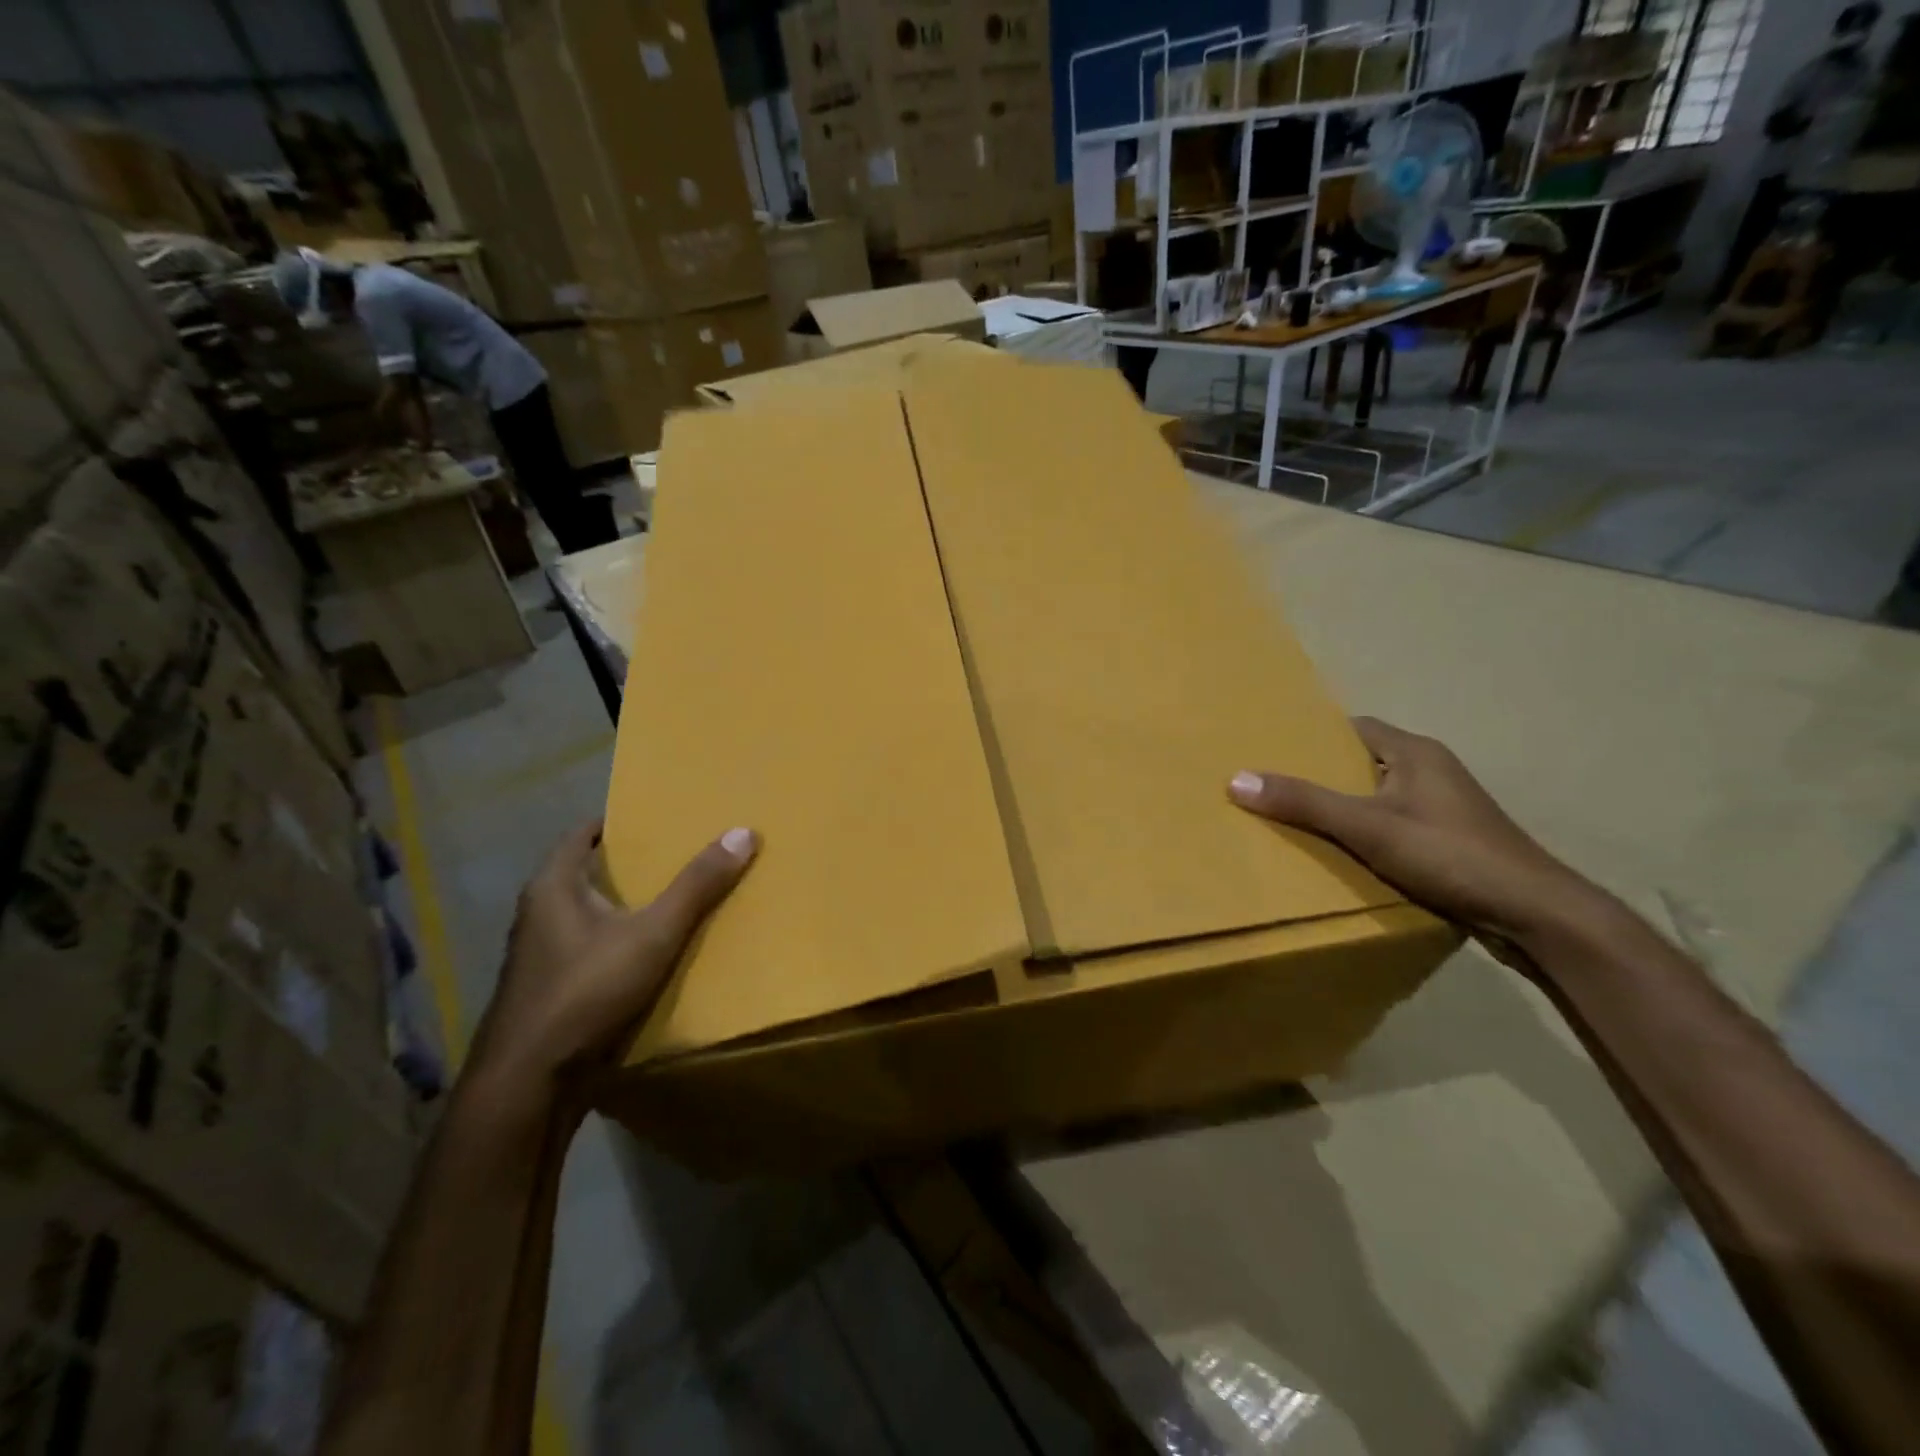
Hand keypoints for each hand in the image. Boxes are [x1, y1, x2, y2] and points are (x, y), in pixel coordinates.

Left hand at [469, 821, 756, 1097]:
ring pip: (589, 915)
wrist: (529, 1085)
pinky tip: (653, 953)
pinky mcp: (552, 992)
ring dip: (626, 907)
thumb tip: (743, 833)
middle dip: (629, 864)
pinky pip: (591, 950)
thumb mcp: (652, 934)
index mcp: (552, 888)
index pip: (582, 834)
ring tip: (674, 899)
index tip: (656, 816)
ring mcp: (542, 957)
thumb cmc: (585, 992)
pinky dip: (620, 942)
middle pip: (587, 874)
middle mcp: (539, 915)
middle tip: (678, 854)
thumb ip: (697, 886)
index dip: (617, 821)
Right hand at [1228, 717, 1606, 947]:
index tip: (1272, 750)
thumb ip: (1305, 803)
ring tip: (1294, 822)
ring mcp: (1443, 809)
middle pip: (1362, 763)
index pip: (1354, 729)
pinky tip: (1339, 854)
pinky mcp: (1448, 842)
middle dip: (1321, 775)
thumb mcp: (1369, 828)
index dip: (1313, 737)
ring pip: (1377, 797)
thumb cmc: (1451, 855)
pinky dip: (1364, 834)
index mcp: (1414, 753)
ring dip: (1343, 808)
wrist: (1534, 915)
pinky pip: (1392, 825)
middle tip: (1272, 788)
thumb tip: (1237, 779)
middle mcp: (1430, 771)